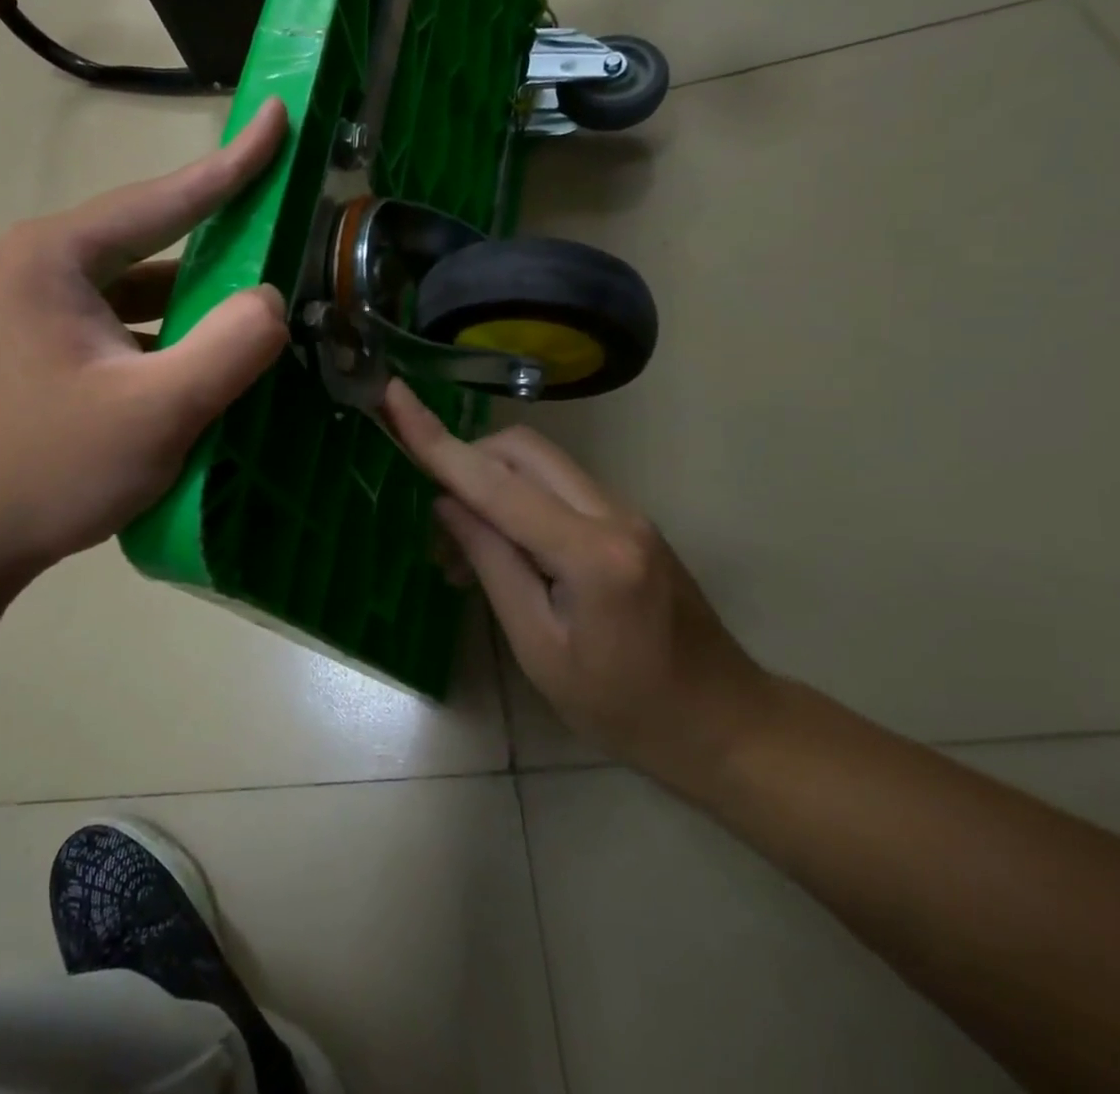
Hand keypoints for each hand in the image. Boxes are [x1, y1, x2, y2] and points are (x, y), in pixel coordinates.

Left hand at [0, 99, 291, 592]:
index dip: (233, 162)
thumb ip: (228, 348)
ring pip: (143, 288)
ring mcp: (43, 310)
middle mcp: (44, 267)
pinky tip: (212, 357)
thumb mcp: (154, 411)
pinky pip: (129, 325)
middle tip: (286, 221)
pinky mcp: (50, 350)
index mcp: (57, 256)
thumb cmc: (48, 468)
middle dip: (222, 234)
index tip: (278, 117)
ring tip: (264, 298)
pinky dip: (173, 334)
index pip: (164, 197)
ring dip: (199, 297)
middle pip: (153, 238)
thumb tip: (274, 301)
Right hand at [382, 381, 772, 785]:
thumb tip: (447, 503)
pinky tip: (503, 550)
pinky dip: (517, 499)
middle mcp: (613, 514)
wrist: (724, 722)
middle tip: (433, 516)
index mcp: (591, 554)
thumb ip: (493, 565)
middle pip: (522, 451)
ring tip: (461, 549)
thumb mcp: (541, 649)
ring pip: (540, 463)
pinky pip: (558, 487)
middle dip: (465, 458)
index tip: (395, 397)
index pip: (497, 484)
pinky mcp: (627, 521)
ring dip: (489, 483)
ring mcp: (626, 512)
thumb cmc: (625, 708)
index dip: (437, 442)